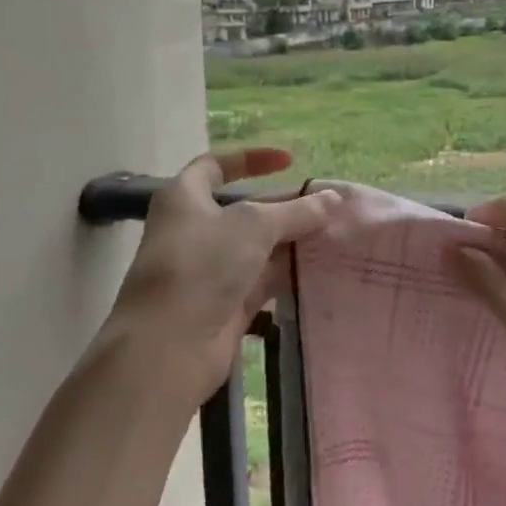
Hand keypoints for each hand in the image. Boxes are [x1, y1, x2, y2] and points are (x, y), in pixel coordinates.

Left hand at [102, 149, 340, 408]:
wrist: (168, 347)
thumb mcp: (254, 226)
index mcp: (185, 199)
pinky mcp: (227, 304)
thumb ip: (296, 211)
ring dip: (293, 242)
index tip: (289, 161)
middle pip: (247, 210)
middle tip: (329, 206)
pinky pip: (264, 281)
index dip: (251, 159)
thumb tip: (334, 199)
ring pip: (259, 247)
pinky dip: (290, 274)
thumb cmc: (202, 266)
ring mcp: (211, 270)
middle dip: (287, 207)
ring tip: (337, 235)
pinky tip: (323, 269)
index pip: (216, 166)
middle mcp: (196, 231)